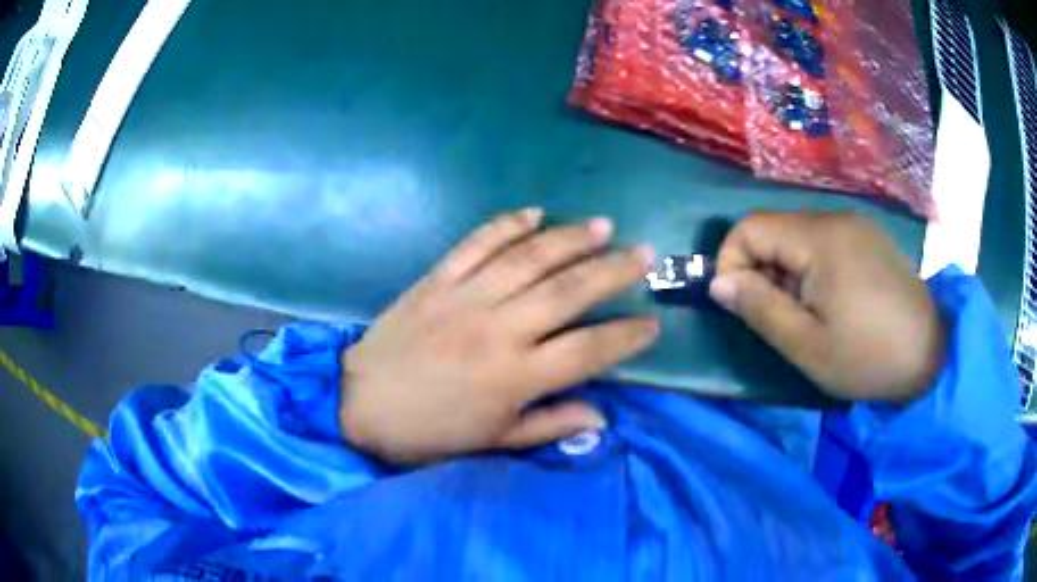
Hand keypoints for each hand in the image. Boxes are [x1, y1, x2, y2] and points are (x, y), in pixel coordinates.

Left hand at [340, 209, 658, 463]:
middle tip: (644, 254)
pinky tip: (533, 213)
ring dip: (570, 239)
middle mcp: (499, 330)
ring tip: (603, 226)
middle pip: (568, 291)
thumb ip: (548, 425)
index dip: (626, 337)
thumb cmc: (429, 432)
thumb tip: (602, 417)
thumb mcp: (491, 442)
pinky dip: (506, 225)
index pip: (589, 350)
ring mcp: (466, 298)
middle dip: (613, 271)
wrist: (360, 403)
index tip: (652, 323)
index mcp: (515, 377)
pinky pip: (476, 243)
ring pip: (529, 259)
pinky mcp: (437, 280)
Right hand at [709, 213, 944, 402]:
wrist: (931, 355)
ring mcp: (856, 225)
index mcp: (820, 238)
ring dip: (788, 273)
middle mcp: (836, 217)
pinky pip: (824, 242)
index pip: (750, 227)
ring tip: (809, 314)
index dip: (731, 262)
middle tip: (781, 319)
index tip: (741, 305)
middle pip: (775, 230)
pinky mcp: (869, 237)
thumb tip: (719, 283)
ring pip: (798, 237)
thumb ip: (760, 309)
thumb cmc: (868, 357)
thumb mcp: (807, 345)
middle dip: (762, 271)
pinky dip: (812, 268)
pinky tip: (833, 301)